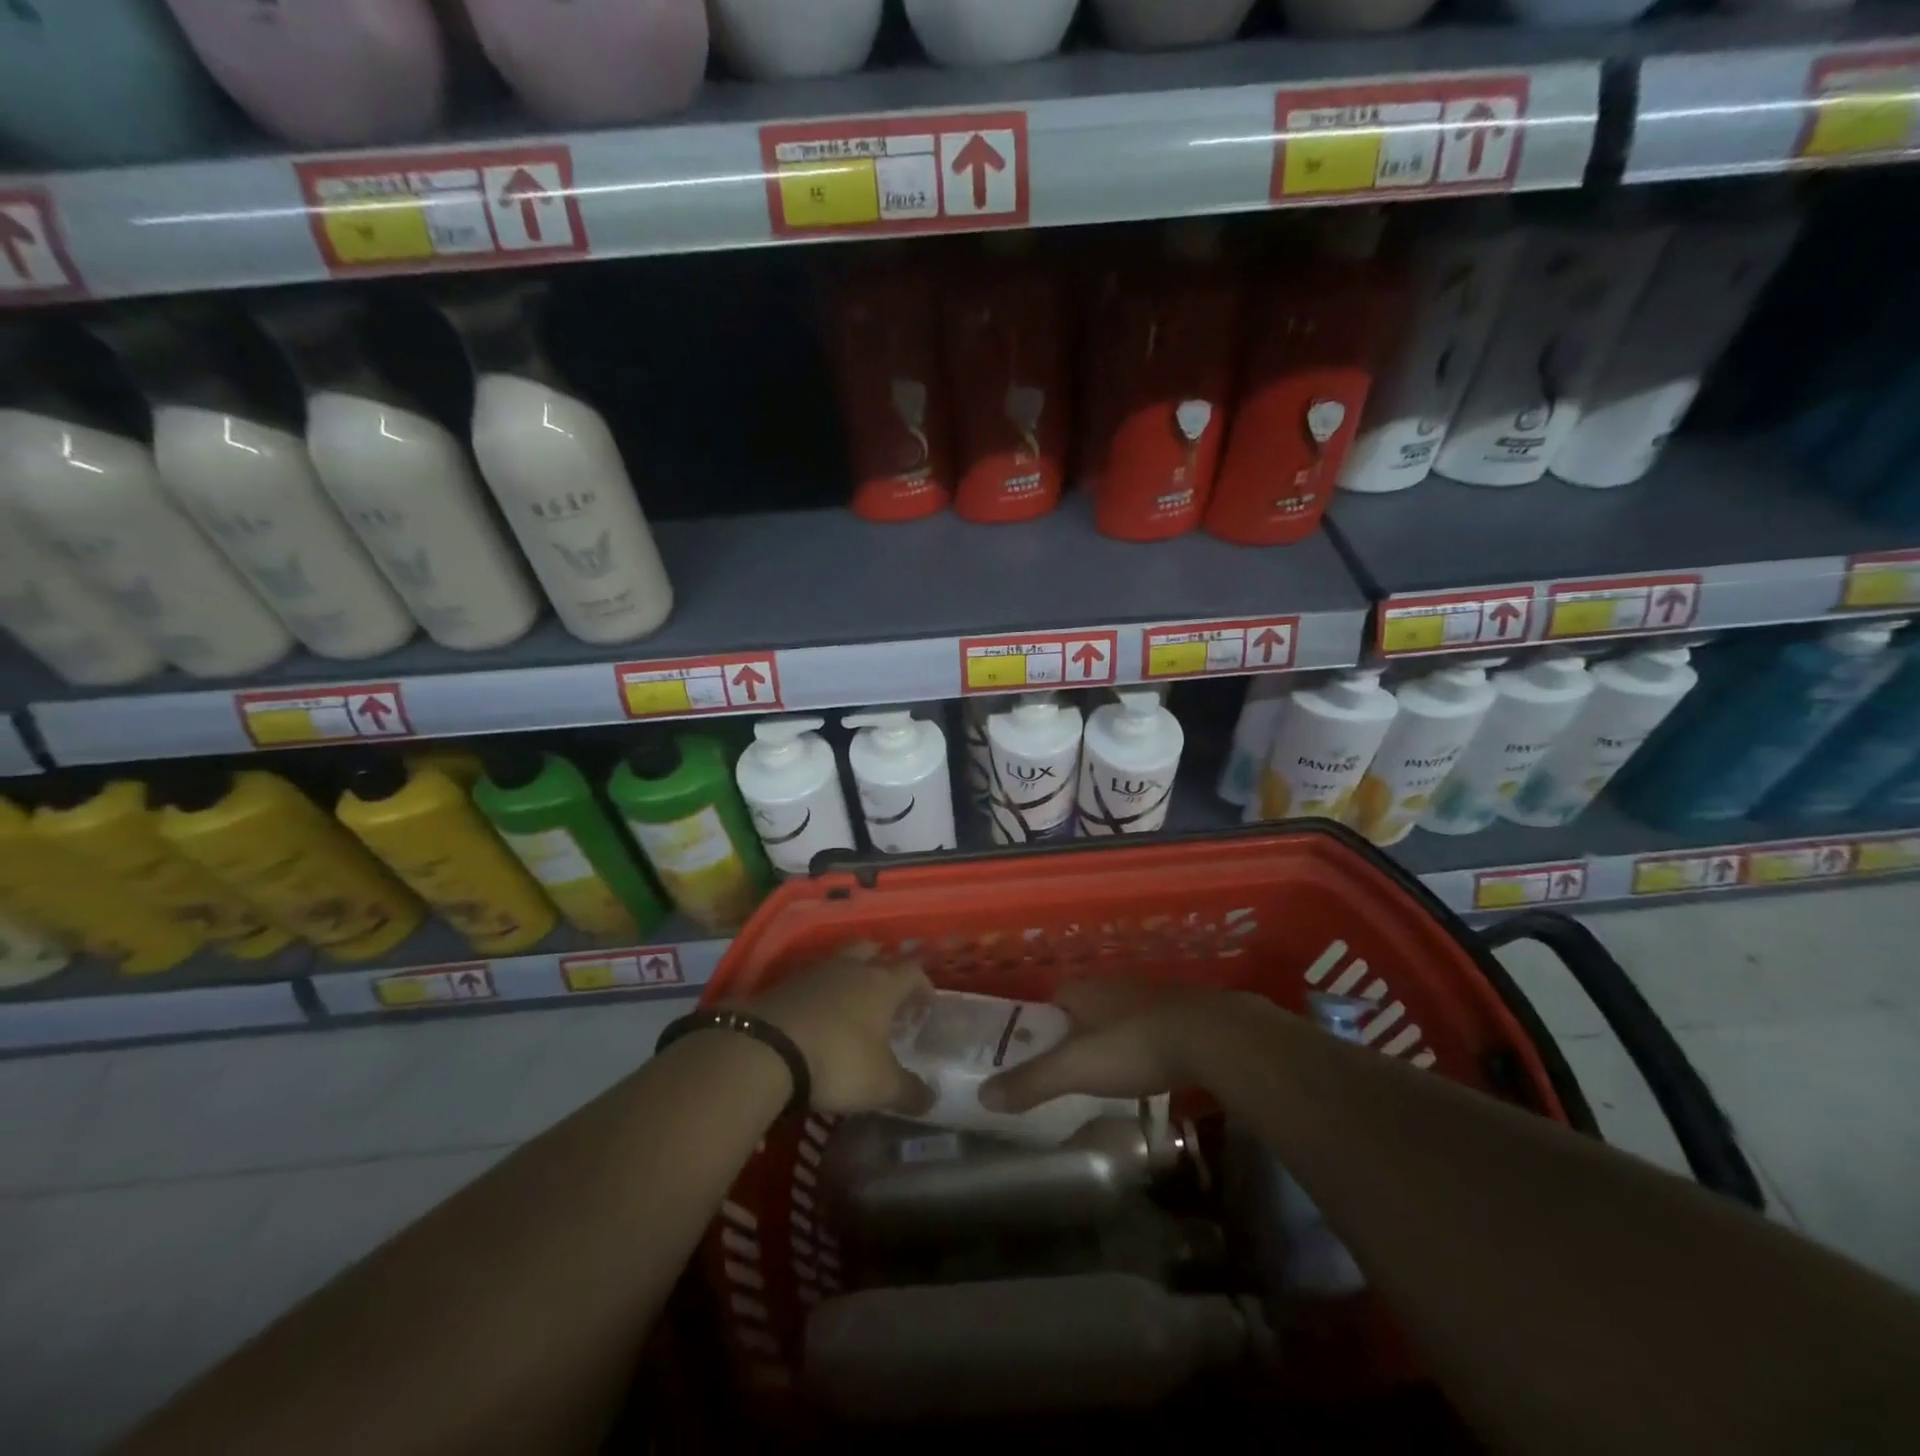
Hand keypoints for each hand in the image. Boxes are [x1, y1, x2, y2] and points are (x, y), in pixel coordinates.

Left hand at [742, 945, 932, 1116]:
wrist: (766, 1048)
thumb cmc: (838, 1060)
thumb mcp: (880, 1086)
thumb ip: (909, 1092)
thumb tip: (932, 1099)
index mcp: (882, 983)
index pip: (912, 971)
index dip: (922, 985)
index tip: (926, 1004)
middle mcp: (851, 968)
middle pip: (873, 950)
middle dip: (882, 965)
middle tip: (886, 992)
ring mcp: (814, 972)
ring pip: (839, 960)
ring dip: (848, 975)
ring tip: (850, 1002)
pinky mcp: (783, 984)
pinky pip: (810, 979)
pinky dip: (819, 992)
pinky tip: (817, 1015)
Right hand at [980, 980, 1242, 1112]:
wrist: (1213, 1036)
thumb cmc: (1134, 1046)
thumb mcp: (1076, 1069)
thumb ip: (1032, 1081)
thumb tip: (983, 1096)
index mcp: (1086, 991)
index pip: (1056, 997)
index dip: (1045, 1020)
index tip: (1039, 1047)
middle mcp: (1117, 985)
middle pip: (1089, 1004)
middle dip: (1080, 1028)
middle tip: (1074, 1063)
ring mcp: (1154, 995)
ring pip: (1124, 1013)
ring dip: (1116, 1033)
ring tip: (1113, 1067)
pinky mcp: (1186, 1011)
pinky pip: (1156, 1024)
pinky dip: (1149, 1041)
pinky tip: (1154, 1065)